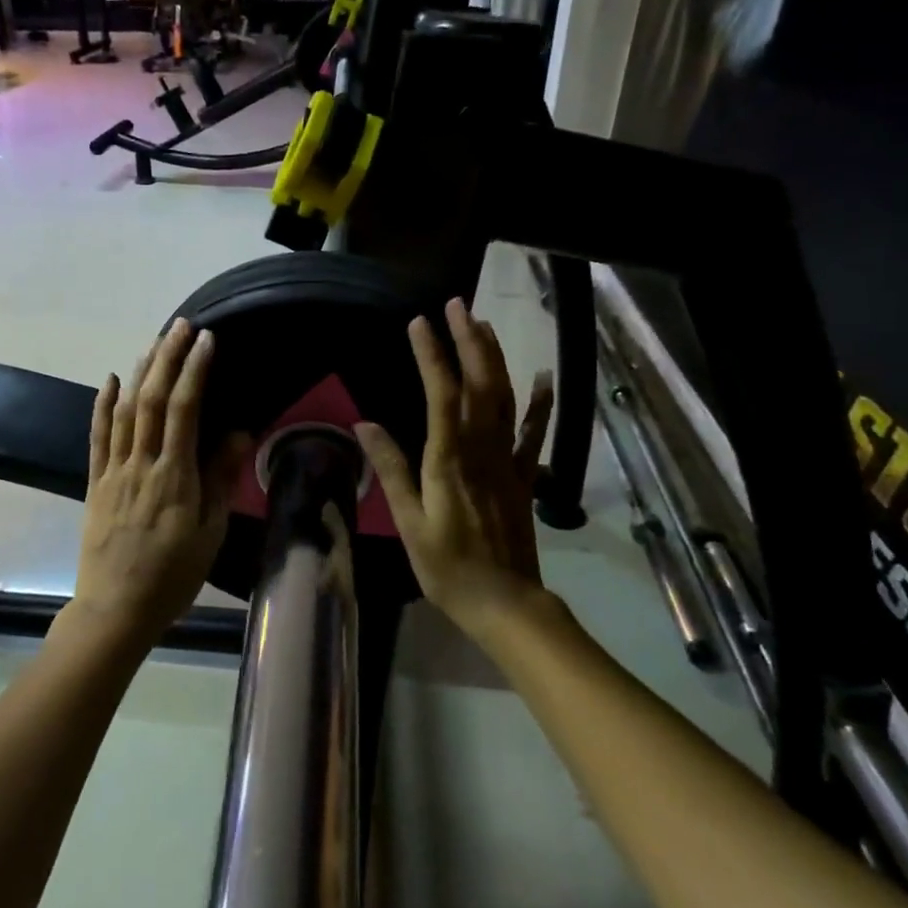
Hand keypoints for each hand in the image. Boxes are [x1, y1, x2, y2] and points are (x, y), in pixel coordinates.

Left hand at [74, 320, 251, 647]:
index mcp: (174, 476)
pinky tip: (110, 380)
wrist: (116, 610)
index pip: (184, 410)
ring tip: (155, 343)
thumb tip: (237, 432)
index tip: (207, 340)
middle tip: (182, 326)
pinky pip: (98, 436)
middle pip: (152, 399)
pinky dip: (103, 405)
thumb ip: (220, 479)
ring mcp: (113, 471)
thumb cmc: (172, 575)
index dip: (194, 370)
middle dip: (167, 357)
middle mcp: (141, 464)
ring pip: (125, 410)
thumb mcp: (210, 532)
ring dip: (140, 372)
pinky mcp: (95, 482)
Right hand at [355, 300, 556, 640]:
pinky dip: (540, 403)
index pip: (440, 394)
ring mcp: (508, 460)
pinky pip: (534, 432)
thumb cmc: (447, 567)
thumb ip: (391, 470)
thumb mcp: (409, 522)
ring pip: (505, 398)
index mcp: (449, 459)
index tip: (419, 322)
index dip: (431, 355)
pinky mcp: (523, 476)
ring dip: (495, 358)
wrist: (505, 602)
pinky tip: (543, 377)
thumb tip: (364, 425)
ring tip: (483, 324)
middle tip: (457, 304)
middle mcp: (482, 449)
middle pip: (478, 384)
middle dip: (468, 341)